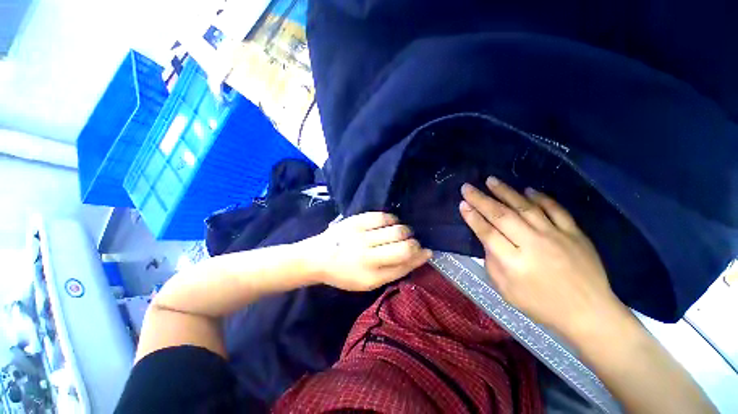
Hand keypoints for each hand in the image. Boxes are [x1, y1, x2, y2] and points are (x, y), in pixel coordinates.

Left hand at [302, 212, 431, 290]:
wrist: (318, 257)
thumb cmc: (345, 273)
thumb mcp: (368, 282)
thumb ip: (393, 271)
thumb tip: (418, 256)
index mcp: (370, 277)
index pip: (404, 265)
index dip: (419, 257)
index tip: (426, 252)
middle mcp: (367, 256)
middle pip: (404, 246)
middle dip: (415, 244)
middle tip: (412, 243)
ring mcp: (361, 236)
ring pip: (397, 229)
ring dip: (405, 231)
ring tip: (401, 233)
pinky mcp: (356, 221)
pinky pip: (383, 216)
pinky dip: (392, 220)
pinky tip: (390, 223)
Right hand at [459, 177, 626, 340]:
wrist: (588, 313)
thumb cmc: (541, 305)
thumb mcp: (506, 290)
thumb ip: (492, 263)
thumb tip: (487, 241)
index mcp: (514, 263)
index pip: (487, 233)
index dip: (472, 217)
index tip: (462, 204)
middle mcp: (533, 244)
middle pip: (502, 216)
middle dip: (481, 199)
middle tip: (467, 187)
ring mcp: (556, 236)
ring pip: (526, 207)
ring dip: (506, 192)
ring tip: (491, 180)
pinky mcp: (575, 233)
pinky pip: (556, 210)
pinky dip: (541, 198)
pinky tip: (528, 189)